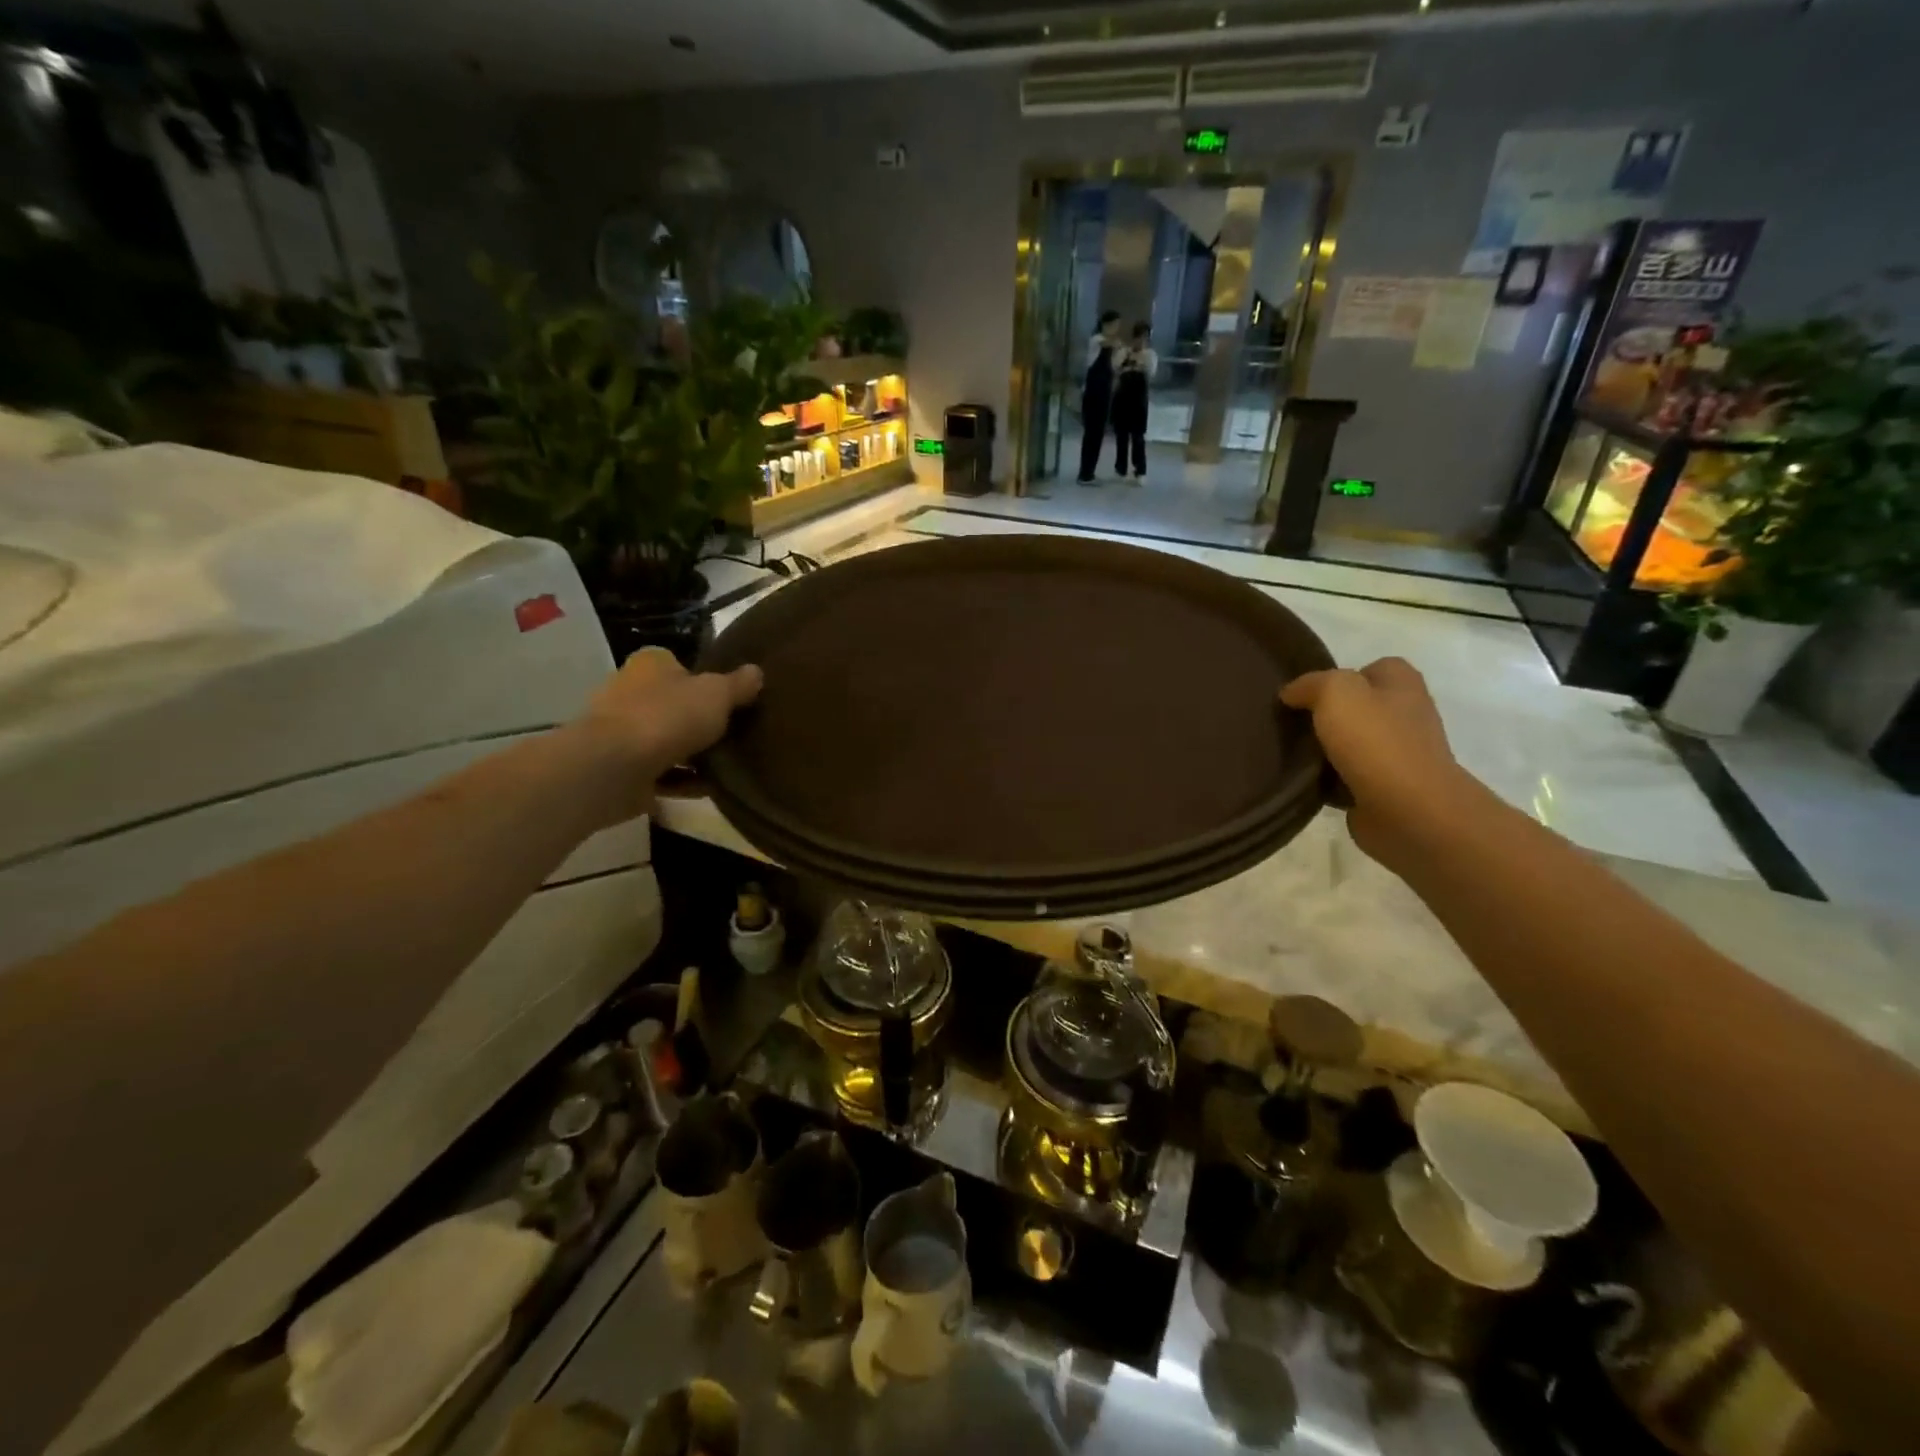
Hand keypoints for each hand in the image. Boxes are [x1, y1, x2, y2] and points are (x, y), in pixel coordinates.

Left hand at [573, 647, 762, 819]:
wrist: (614, 768)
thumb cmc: (667, 717)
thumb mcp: (717, 693)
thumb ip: (739, 684)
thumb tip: (756, 672)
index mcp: (650, 665)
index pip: (680, 666)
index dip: (706, 680)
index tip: (732, 699)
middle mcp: (630, 693)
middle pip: (674, 704)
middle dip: (700, 720)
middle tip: (736, 733)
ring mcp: (622, 733)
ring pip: (667, 741)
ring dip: (693, 754)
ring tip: (730, 765)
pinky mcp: (621, 770)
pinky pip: (661, 774)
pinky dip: (683, 781)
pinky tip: (710, 789)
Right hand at [1281, 657, 1476, 869]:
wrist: (1409, 811)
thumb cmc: (1376, 742)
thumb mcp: (1336, 693)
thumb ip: (1310, 684)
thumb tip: (1291, 693)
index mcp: (1402, 684)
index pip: (1369, 668)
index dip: (1338, 677)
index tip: (1307, 695)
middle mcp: (1406, 714)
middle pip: (1358, 707)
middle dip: (1327, 715)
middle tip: (1294, 724)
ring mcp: (1399, 754)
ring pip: (1351, 742)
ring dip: (1326, 749)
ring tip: (1293, 754)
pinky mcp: (1387, 788)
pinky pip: (1349, 776)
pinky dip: (1330, 780)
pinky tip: (1308, 782)